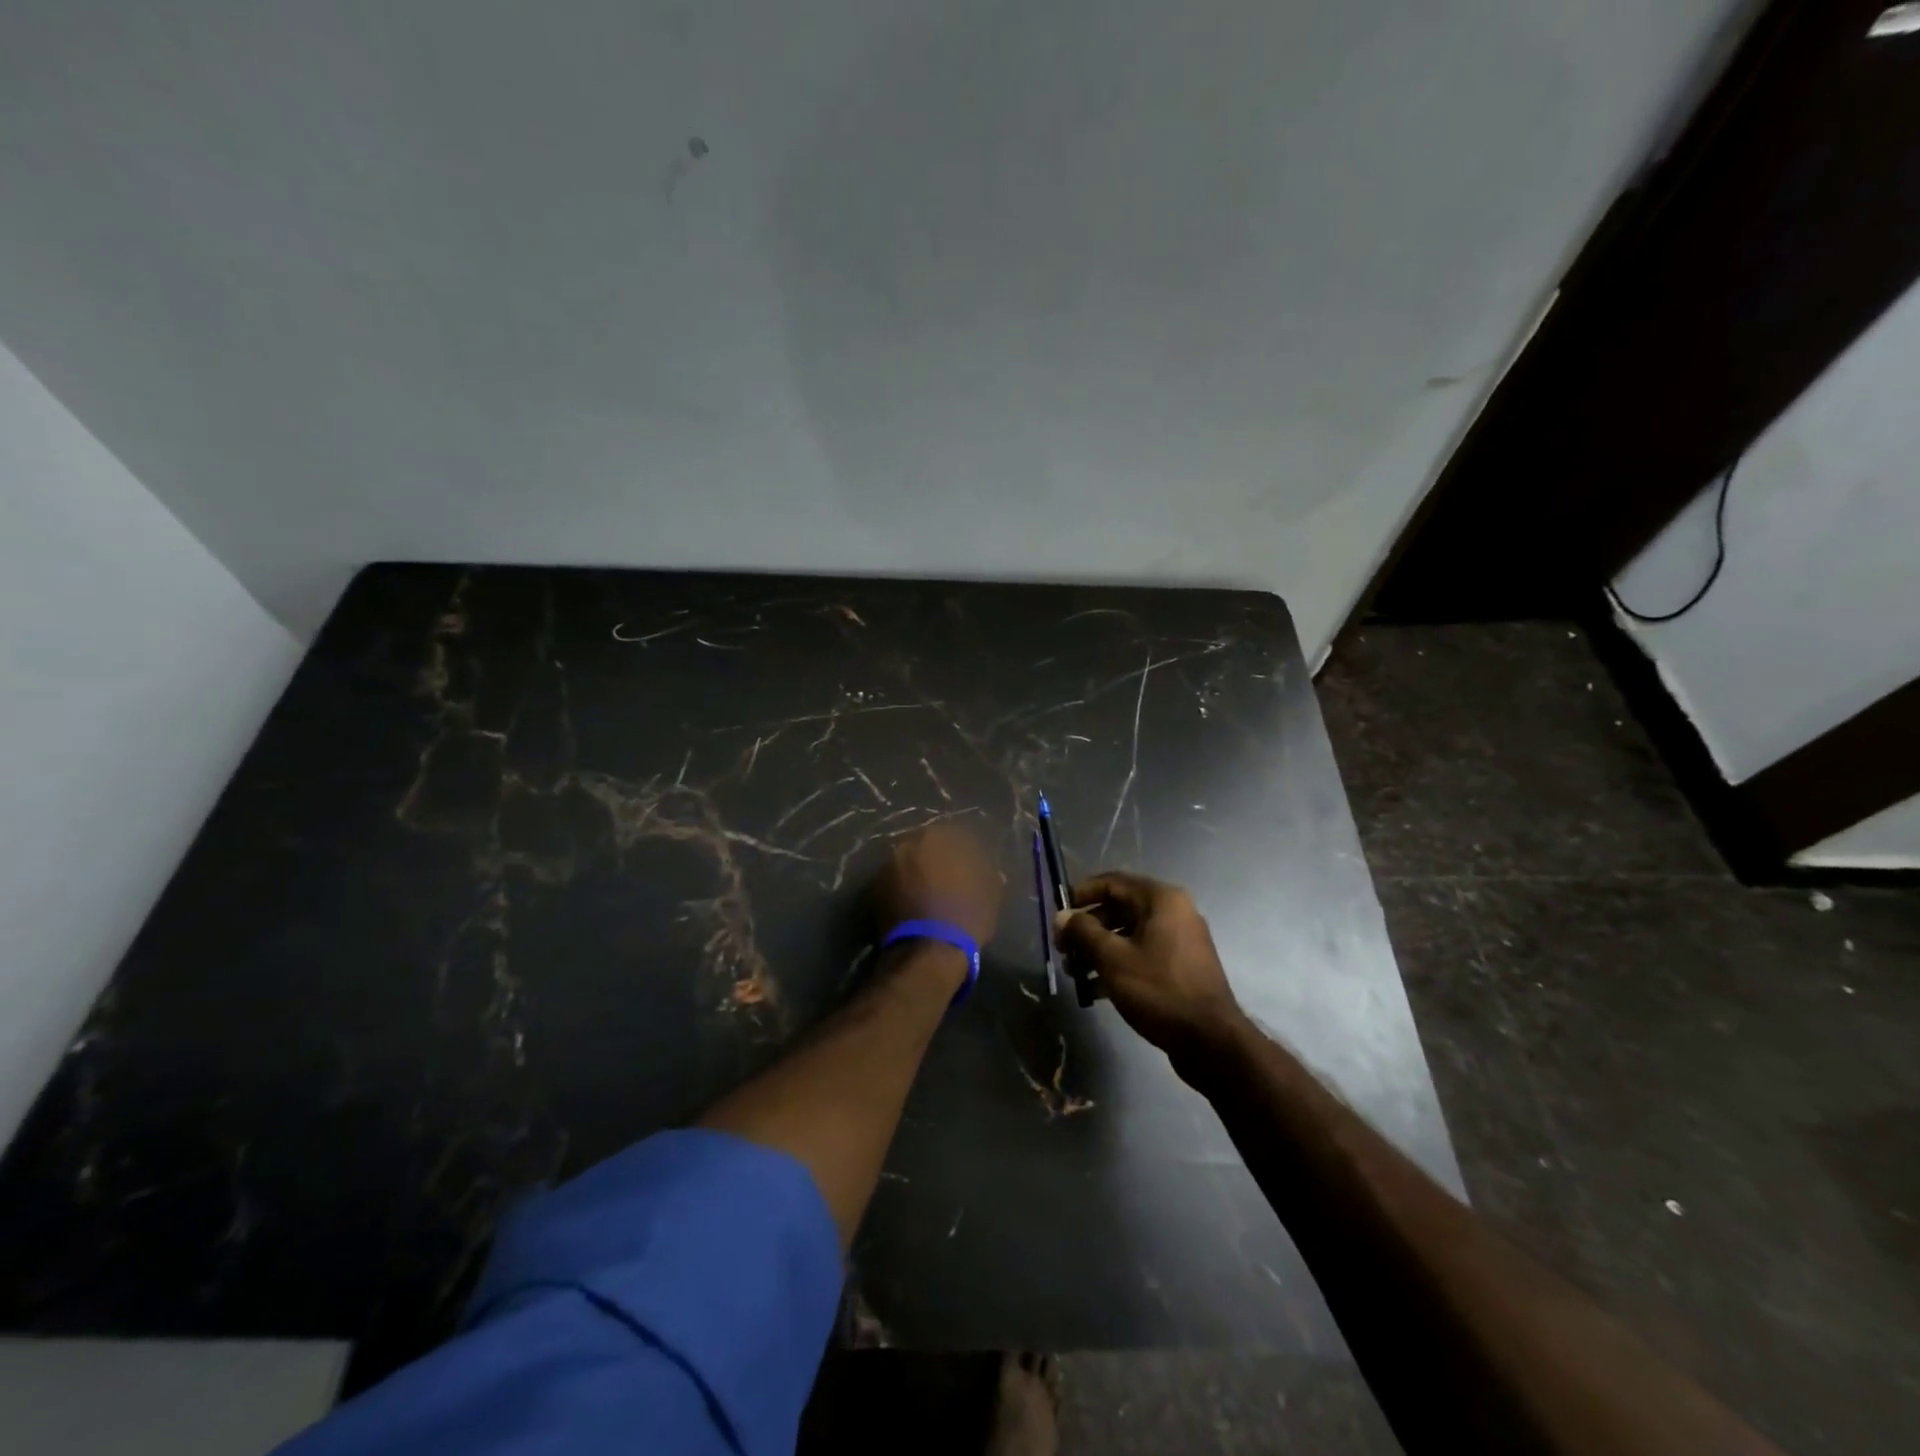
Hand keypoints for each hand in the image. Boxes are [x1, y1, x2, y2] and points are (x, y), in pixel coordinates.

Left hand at [873, 823, 1002, 946]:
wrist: (928, 951)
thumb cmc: (966, 915)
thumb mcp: (991, 892)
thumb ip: (986, 872)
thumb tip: (983, 868)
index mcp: (939, 838)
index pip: (953, 834)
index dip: (961, 850)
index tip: (967, 865)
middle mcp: (909, 844)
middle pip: (925, 846)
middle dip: (934, 859)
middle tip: (945, 878)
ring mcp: (888, 866)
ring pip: (906, 863)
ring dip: (915, 873)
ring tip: (926, 894)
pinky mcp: (873, 889)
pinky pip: (893, 883)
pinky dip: (901, 889)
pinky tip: (912, 905)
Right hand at [1054, 872, 1246, 1070]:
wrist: (1210, 1041)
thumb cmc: (1159, 990)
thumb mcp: (1113, 958)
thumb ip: (1083, 932)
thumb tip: (1062, 916)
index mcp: (1161, 900)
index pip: (1112, 882)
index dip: (1081, 894)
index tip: (1059, 915)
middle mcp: (1173, 912)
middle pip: (1119, 908)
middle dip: (1087, 928)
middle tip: (1063, 950)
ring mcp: (1179, 940)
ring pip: (1128, 934)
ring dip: (1098, 950)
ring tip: (1074, 973)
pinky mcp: (1180, 967)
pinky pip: (1142, 954)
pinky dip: (1117, 965)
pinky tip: (1094, 990)